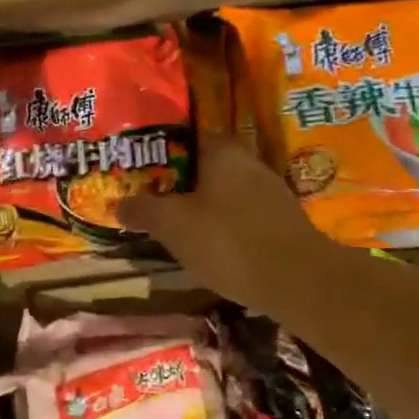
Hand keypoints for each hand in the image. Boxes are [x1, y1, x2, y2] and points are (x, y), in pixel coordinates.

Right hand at [122, 133, 339, 319]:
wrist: (298, 281)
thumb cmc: (228, 241)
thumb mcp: (173, 226)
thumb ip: (144, 210)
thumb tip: (119, 202)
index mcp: (223, 152)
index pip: (189, 136)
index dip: (164, 151)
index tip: (143, 168)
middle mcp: (250, 163)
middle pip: (208, 165)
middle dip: (183, 181)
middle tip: (155, 199)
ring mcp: (272, 192)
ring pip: (227, 191)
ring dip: (205, 205)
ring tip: (179, 226)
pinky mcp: (284, 222)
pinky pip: (245, 215)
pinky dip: (227, 225)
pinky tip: (213, 247)